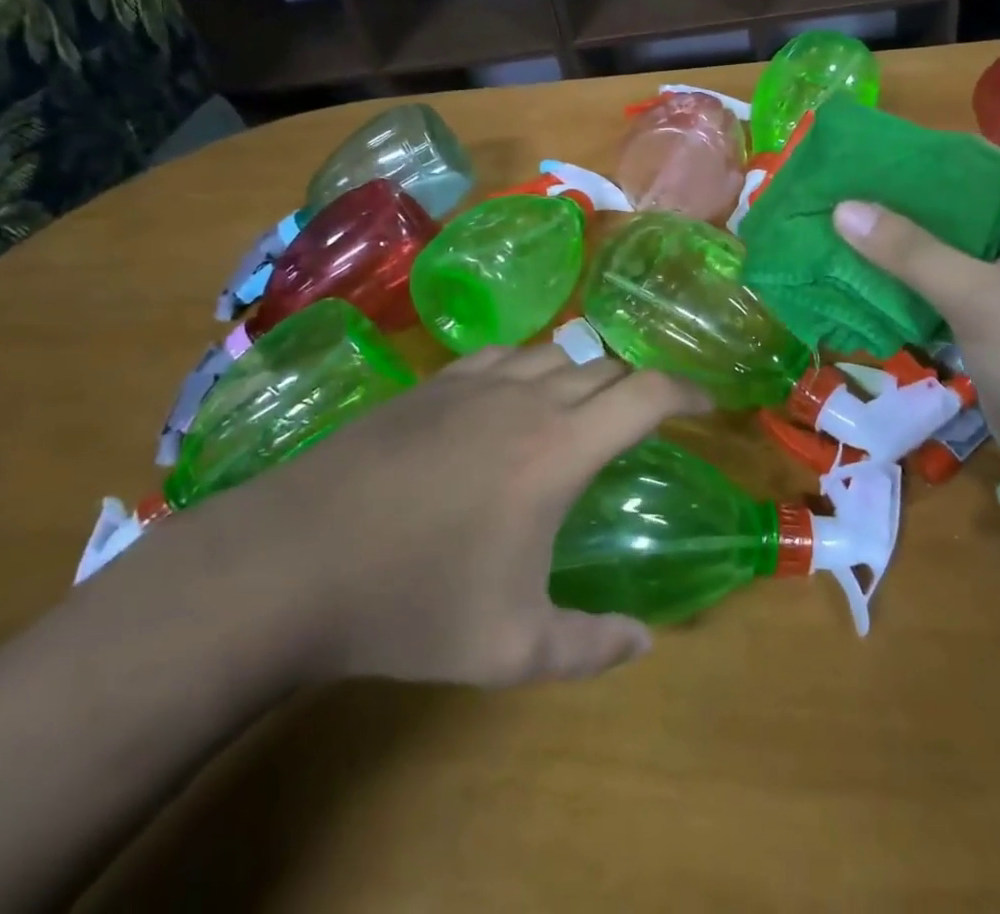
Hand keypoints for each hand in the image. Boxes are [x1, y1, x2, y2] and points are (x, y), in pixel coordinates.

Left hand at [157, 346, 709, 688]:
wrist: (291, 561)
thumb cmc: (411, 603)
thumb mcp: (510, 648)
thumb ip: (589, 647)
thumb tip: (644, 641)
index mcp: (560, 448)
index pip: (646, 393)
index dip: (688, 390)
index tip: (708, 402)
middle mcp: (527, 398)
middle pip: (605, 366)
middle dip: (637, 384)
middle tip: (648, 414)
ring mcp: (474, 382)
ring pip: (553, 352)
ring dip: (584, 372)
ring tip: (586, 404)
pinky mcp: (431, 383)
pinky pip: (502, 354)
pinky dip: (529, 366)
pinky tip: (515, 393)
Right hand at [832, 158, 999, 509]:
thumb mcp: (983, 298)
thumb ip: (912, 252)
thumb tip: (843, 207)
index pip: (979, 163)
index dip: (922, 153)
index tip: (862, 154)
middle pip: (957, 207)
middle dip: (899, 202)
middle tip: (836, 193)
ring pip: (946, 252)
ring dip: (897, 246)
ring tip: (834, 229)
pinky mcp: (995, 325)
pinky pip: (943, 291)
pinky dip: (905, 286)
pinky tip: (857, 279)